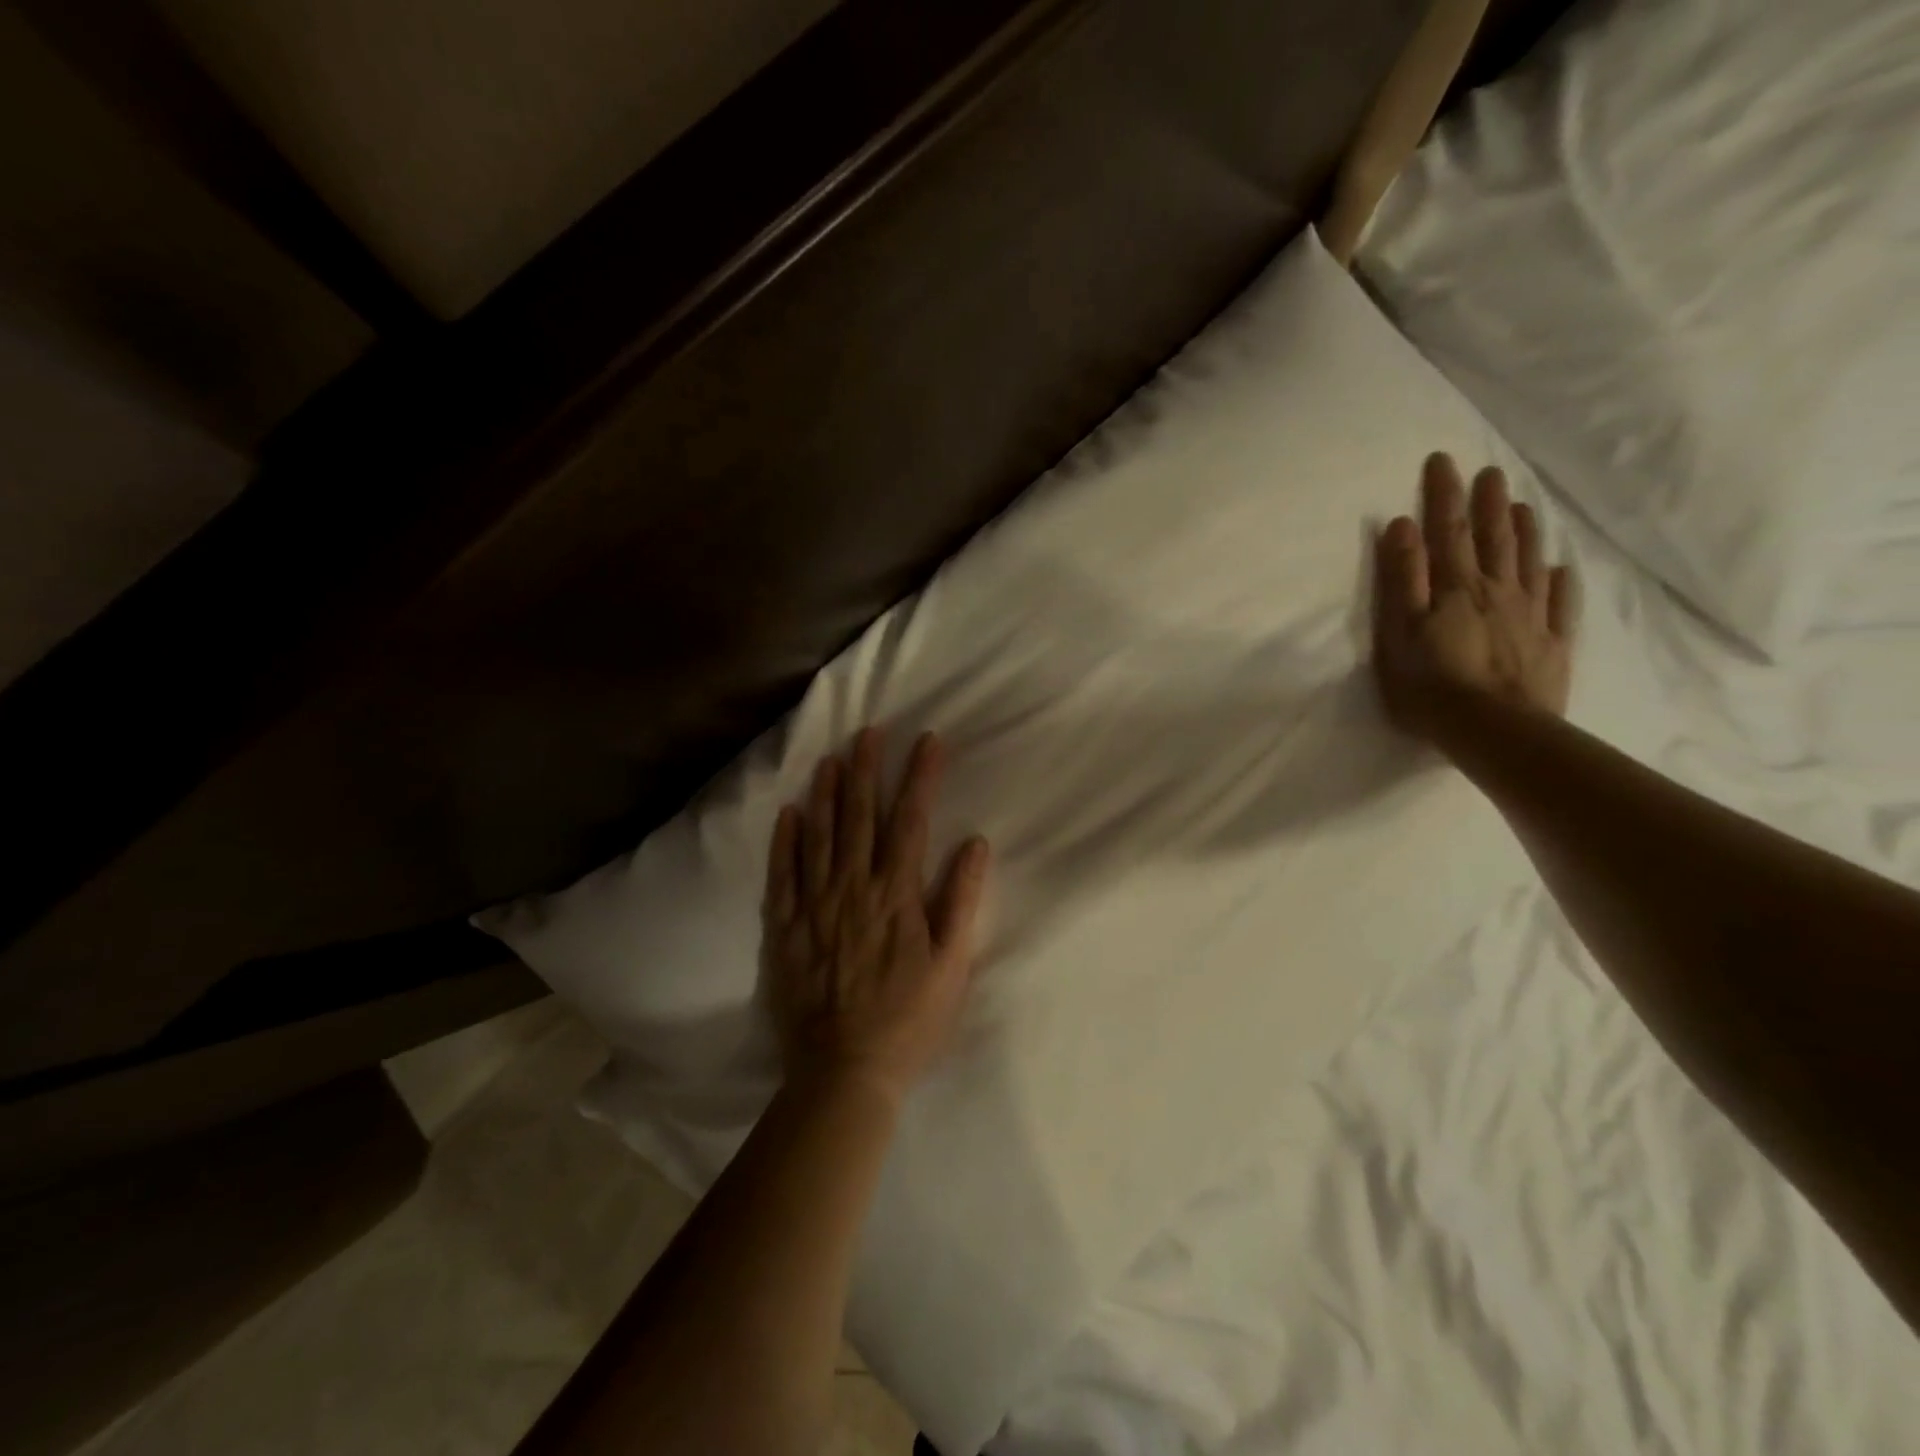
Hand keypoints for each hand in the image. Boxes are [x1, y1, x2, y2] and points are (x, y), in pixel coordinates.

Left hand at [761, 728, 991, 1104]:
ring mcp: (816, 906)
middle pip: (861, 817)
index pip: (910, 821)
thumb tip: (974, 843)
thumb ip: (961, 901)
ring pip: (820, 836)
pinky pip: (783, 875)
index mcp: (897, 895)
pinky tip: (789, 812)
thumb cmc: (909, 1020)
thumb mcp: (952, 966)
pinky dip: (785, 841)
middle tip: (869, 732)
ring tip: (831, 757)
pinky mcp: (786, 928)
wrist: (845, 1071)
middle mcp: (854, 889)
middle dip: (867, 769)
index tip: (927, 740)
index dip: (920, 777)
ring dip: (827, 793)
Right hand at [1373, 453, 1574, 742]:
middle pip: (1493, 539)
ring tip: (1521, 506)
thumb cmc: (1432, 685)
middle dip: (1488, 503)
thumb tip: (1403, 525)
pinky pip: (1560, 603)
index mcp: (1457, 587)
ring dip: (1524, 531)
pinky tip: (1560, 569)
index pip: (1449, 530)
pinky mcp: (1551, 644)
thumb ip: (1403, 578)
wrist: (1496, 731)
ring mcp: (1530, 616)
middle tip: (1490, 472)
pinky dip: (1560, 581)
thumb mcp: (1400, 631)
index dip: (1444, 494)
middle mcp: (1498, 591)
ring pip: (1529, 562)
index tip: (1443, 459)